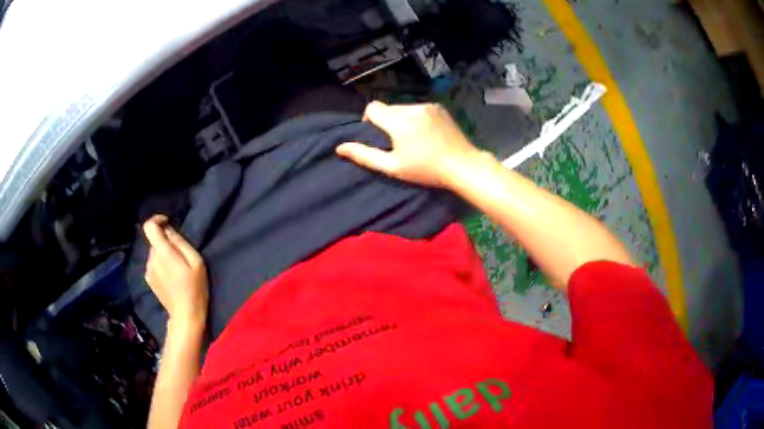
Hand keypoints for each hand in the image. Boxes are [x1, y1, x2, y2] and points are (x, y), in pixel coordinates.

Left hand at [143, 215, 208, 325]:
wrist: (185, 316)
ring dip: (163, 254)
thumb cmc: (195, 288)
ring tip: (177, 268)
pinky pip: (154, 264)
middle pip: (154, 241)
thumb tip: (169, 230)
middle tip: (181, 254)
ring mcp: (148, 271)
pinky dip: (161, 264)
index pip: (149, 226)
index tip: (168, 223)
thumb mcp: (196, 262)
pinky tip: (172, 277)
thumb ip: (180, 242)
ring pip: (154, 253)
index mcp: (162, 252)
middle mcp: (151, 259)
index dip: (157, 220)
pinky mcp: (149, 280)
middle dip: (165, 242)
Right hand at [336, 101, 485, 187]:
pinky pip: (418, 108)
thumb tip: (339, 148)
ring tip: (413, 138)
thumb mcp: (393, 167)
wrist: (462, 165)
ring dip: (402, 119)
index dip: (369, 119)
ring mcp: (428, 106)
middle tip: (397, 142)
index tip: (377, 135)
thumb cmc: (426, 170)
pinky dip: (416, 117)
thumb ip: (365, 155)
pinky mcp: (439, 107)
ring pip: (403, 108)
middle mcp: (412, 108)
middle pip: (388, 108)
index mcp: (399, 121)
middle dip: (387, 121)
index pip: (372, 107)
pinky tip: (426, 133)